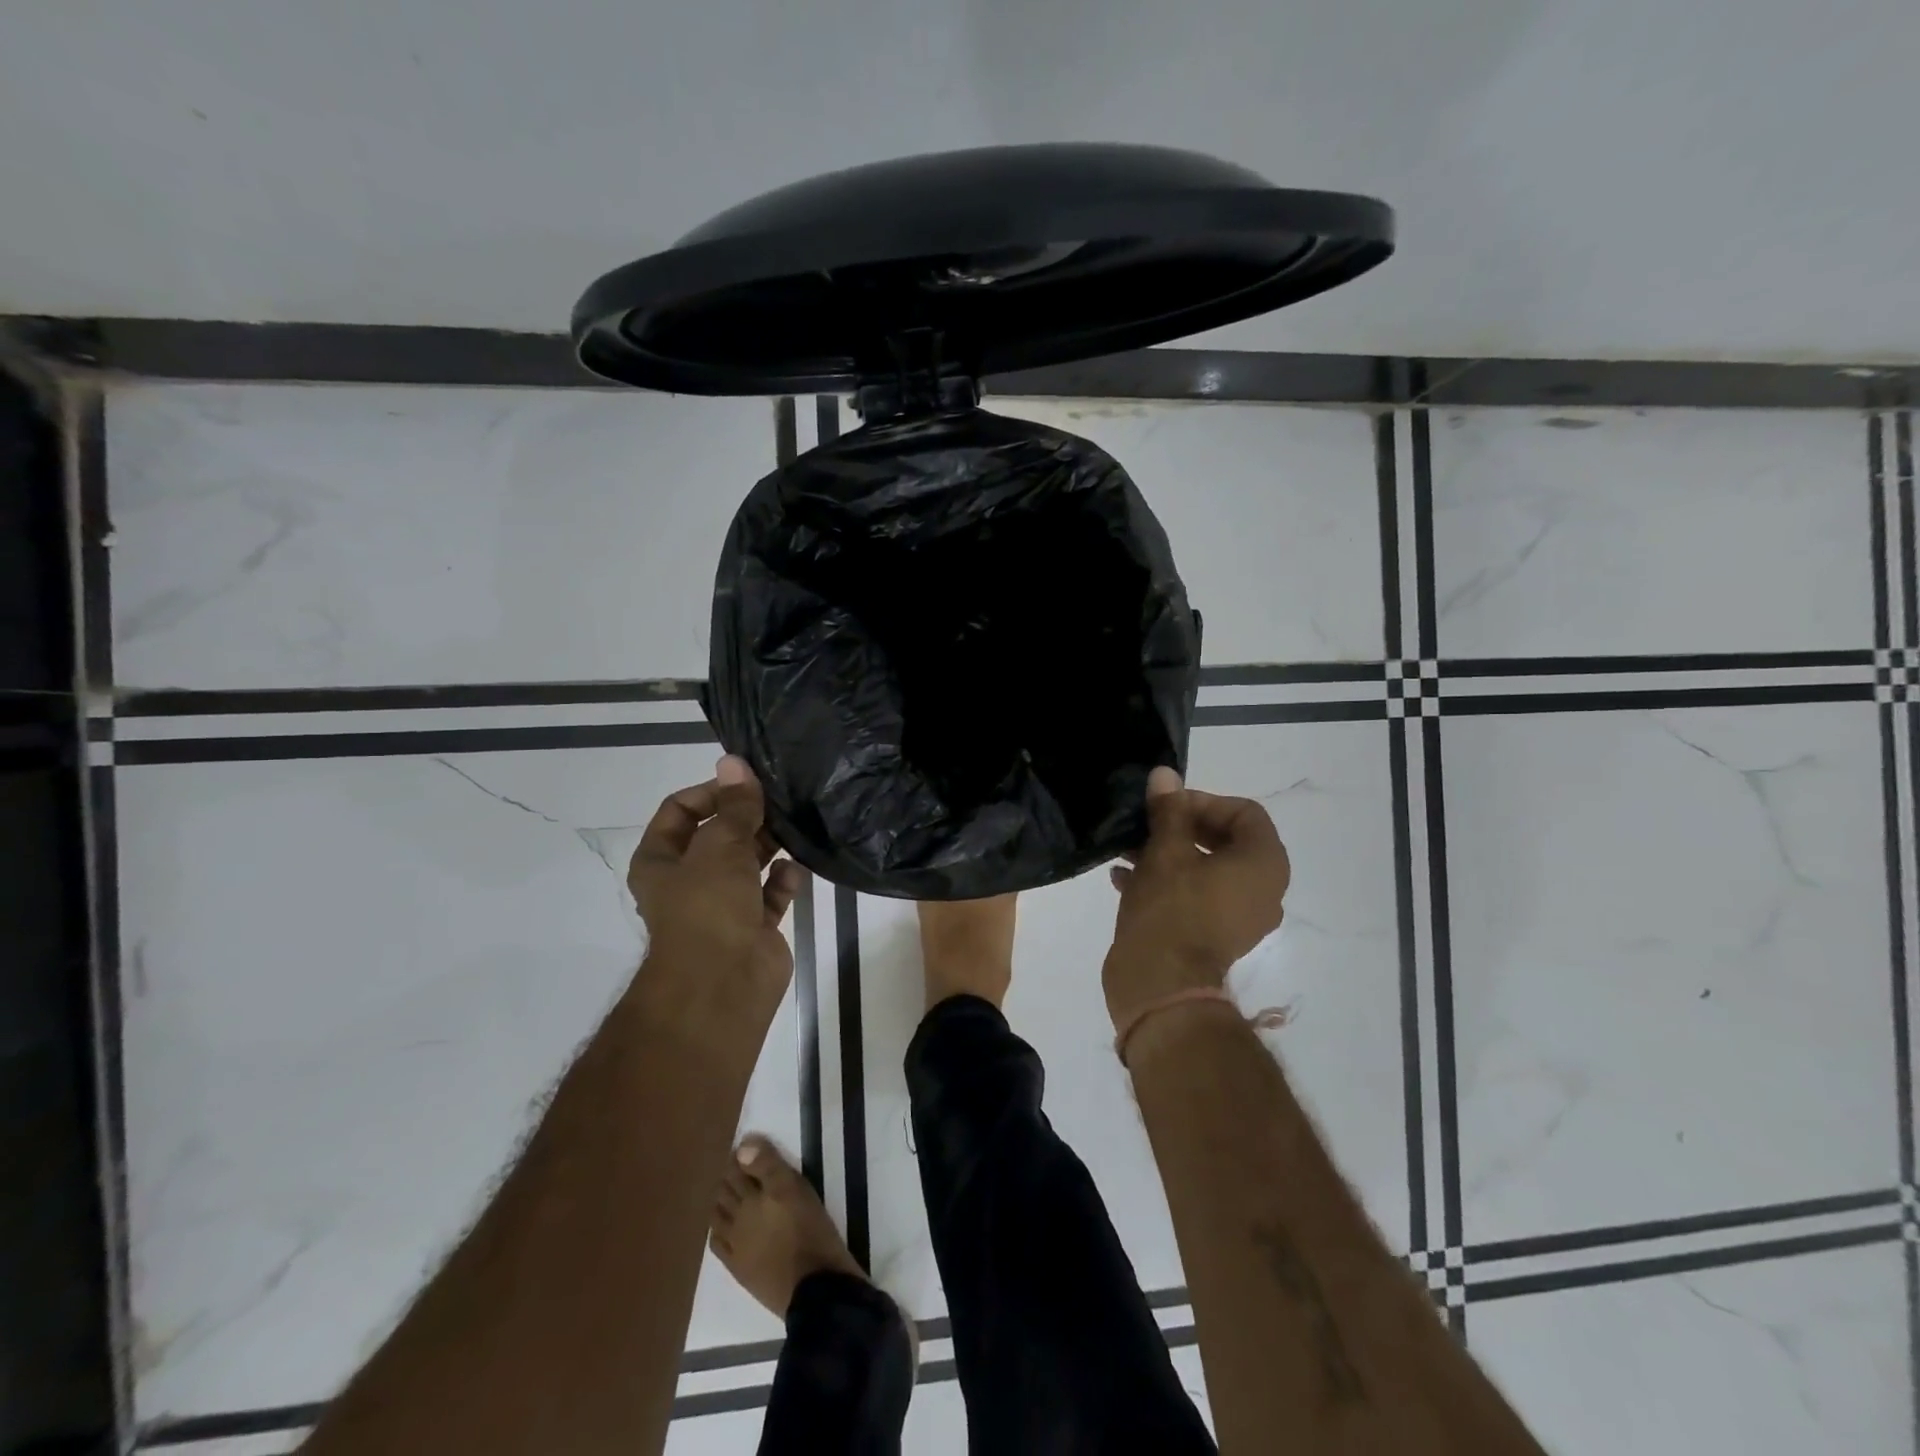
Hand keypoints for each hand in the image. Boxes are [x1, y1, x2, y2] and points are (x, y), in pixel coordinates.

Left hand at [627, 756, 804, 1036]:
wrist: (723, 984)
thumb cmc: (708, 906)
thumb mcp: (720, 845)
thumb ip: (735, 804)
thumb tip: (734, 761)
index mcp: (661, 860)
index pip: (680, 810)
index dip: (711, 791)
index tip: (747, 783)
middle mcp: (689, 880)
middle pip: (719, 835)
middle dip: (748, 818)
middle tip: (781, 800)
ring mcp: (722, 904)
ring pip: (748, 863)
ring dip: (769, 845)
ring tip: (796, 826)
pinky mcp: (754, 925)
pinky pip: (771, 893)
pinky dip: (784, 880)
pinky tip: (797, 868)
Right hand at [1104, 766, 1290, 1030]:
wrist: (1161, 986)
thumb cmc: (1171, 909)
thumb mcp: (1165, 851)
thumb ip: (1169, 810)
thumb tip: (1166, 775)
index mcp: (1263, 864)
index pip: (1245, 813)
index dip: (1204, 801)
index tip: (1166, 806)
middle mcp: (1263, 890)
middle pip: (1225, 841)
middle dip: (1181, 827)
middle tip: (1146, 824)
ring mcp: (1240, 917)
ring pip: (1206, 869)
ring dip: (1169, 854)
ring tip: (1127, 850)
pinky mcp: (1214, 937)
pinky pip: (1196, 896)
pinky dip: (1167, 883)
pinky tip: (1123, 879)